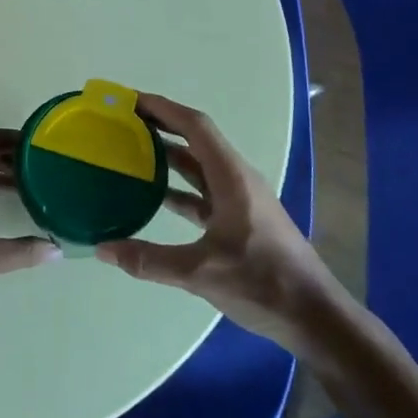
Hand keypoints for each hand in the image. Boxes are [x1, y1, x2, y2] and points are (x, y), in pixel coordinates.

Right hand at [95, 94, 343, 349]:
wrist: (315, 317)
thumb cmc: (263, 283)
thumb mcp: (201, 272)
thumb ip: (149, 260)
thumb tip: (102, 249)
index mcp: (232, 177)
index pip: (195, 126)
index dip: (162, 108)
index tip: (129, 100)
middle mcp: (236, 179)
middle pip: (195, 139)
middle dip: (160, 125)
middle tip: (122, 121)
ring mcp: (240, 200)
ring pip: (199, 166)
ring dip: (168, 155)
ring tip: (130, 151)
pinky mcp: (240, 220)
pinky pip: (202, 192)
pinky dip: (178, 187)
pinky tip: (153, 197)